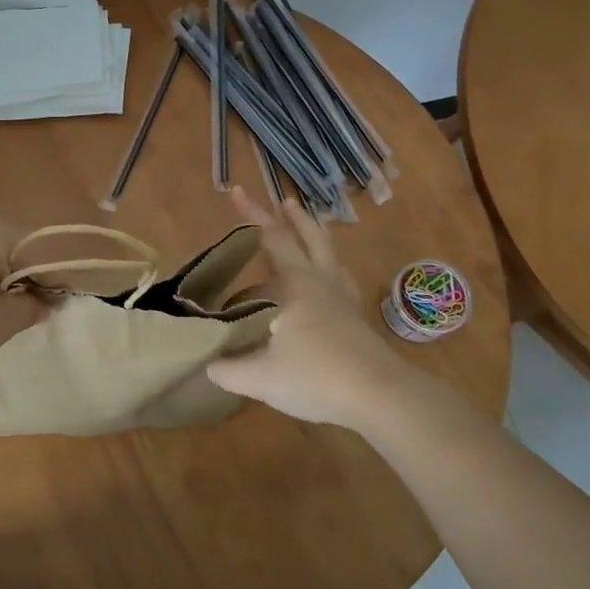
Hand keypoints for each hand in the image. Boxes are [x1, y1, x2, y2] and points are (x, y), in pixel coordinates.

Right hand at [207, 187, 413, 430]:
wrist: (380, 397)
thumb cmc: (316, 377)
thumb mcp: (260, 377)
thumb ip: (228, 370)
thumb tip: (208, 364)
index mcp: (295, 284)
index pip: (271, 238)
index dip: (252, 215)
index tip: (236, 191)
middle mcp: (320, 282)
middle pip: (308, 239)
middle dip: (290, 219)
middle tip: (282, 202)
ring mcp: (342, 299)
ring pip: (329, 255)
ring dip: (316, 236)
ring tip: (309, 225)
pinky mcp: (355, 319)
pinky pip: (339, 279)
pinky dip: (329, 267)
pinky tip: (326, 280)